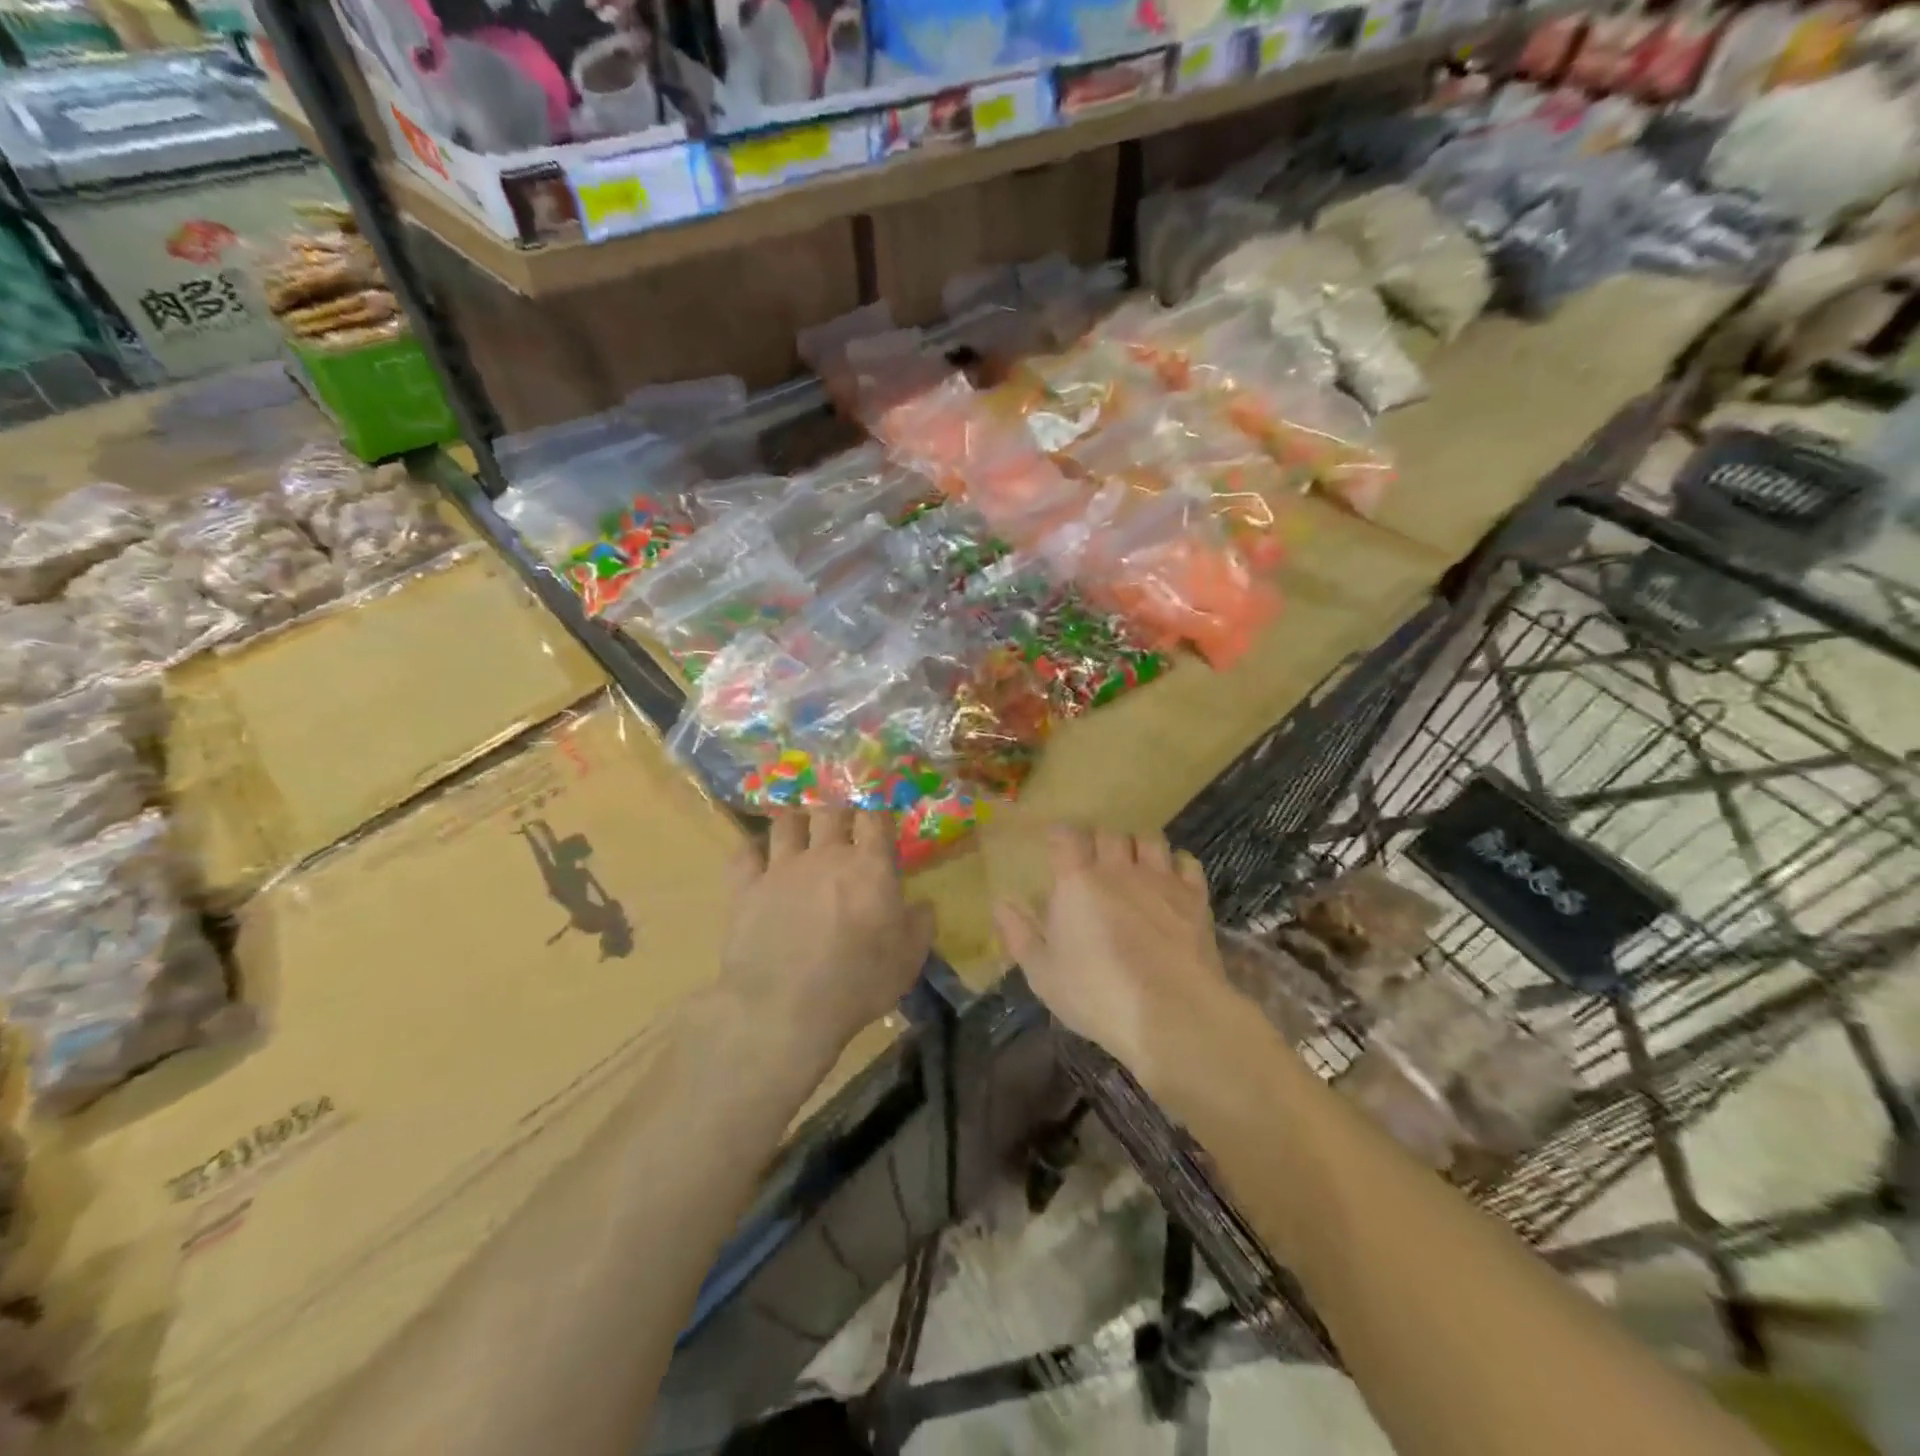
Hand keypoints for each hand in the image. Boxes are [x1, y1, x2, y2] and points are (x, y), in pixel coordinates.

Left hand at [723, 810, 933, 1054]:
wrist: (785, 1008)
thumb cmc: (857, 983)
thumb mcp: (908, 960)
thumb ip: (920, 925)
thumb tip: (922, 905)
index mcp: (869, 867)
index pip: (875, 818)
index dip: (877, 812)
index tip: (879, 818)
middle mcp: (826, 855)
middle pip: (830, 810)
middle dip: (837, 809)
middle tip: (840, 820)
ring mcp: (782, 868)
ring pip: (786, 822)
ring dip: (796, 820)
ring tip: (800, 827)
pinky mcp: (746, 888)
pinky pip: (744, 853)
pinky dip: (752, 849)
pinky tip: (757, 854)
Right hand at [993, 826, 1234, 1088]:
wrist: (1172, 1013)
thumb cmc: (1097, 995)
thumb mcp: (1043, 974)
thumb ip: (1019, 934)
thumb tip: (1000, 903)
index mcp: (1077, 882)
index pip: (1066, 837)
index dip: (1060, 835)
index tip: (1056, 842)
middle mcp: (1118, 869)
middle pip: (1109, 834)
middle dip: (1098, 842)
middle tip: (1094, 861)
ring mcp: (1161, 880)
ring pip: (1148, 839)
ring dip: (1137, 846)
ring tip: (1133, 864)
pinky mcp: (1195, 897)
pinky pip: (1186, 862)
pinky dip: (1176, 864)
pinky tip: (1171, 879)